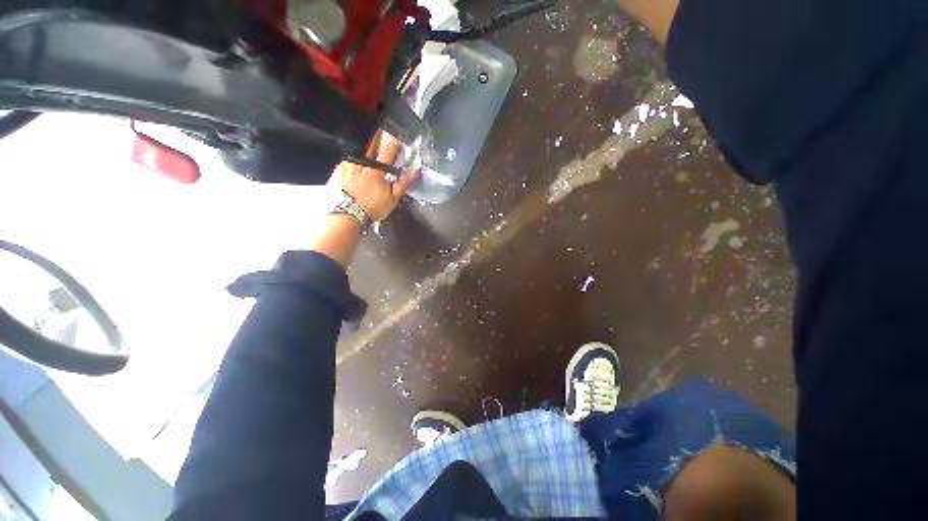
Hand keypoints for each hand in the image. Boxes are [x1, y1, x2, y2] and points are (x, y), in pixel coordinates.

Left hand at [335, 131, 417, 221]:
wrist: (347, 216)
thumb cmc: (373, 208)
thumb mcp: (392, 198)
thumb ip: (403, 182)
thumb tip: (414, 169)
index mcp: (377, 169)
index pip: (388, 149)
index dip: (395, 140)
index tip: (398, 135)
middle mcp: (361, 162)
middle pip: (372, 144)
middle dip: (378, 138)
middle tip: (382, 137)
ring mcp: (348, 164)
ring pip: (360, 152)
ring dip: (365, 152)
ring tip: (368, 161)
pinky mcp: (338, 168)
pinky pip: (349, 160)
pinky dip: (354, 162)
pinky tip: (356, 171)